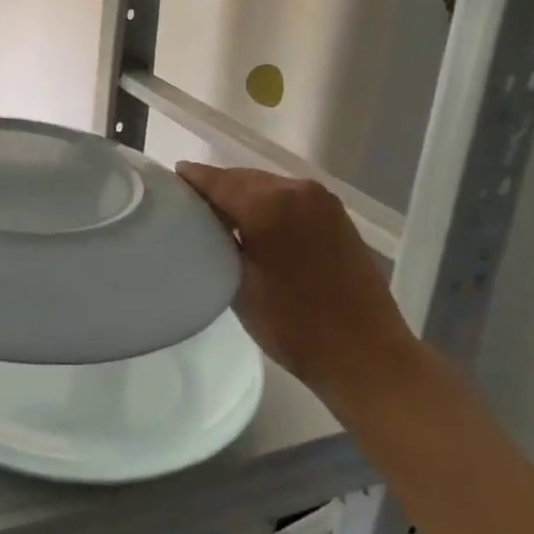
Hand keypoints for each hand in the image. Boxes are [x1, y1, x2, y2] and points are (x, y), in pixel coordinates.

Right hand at [177, 162, 414, 392]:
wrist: (366, 355)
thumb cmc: (293, 325)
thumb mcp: (237, 282)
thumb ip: (216, 239)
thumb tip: (200, 216)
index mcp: (269, 203)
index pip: (217, 180)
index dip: (190, 179)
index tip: (166, 182)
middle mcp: (297, 189)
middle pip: (242, 178)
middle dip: (215, 188)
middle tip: (188, 206)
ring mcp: (322, 200)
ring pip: (266, 186)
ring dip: (242, 196)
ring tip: (217, 218)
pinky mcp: (336, 215)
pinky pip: (288, 198)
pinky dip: (267, 204)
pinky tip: (254, 225)